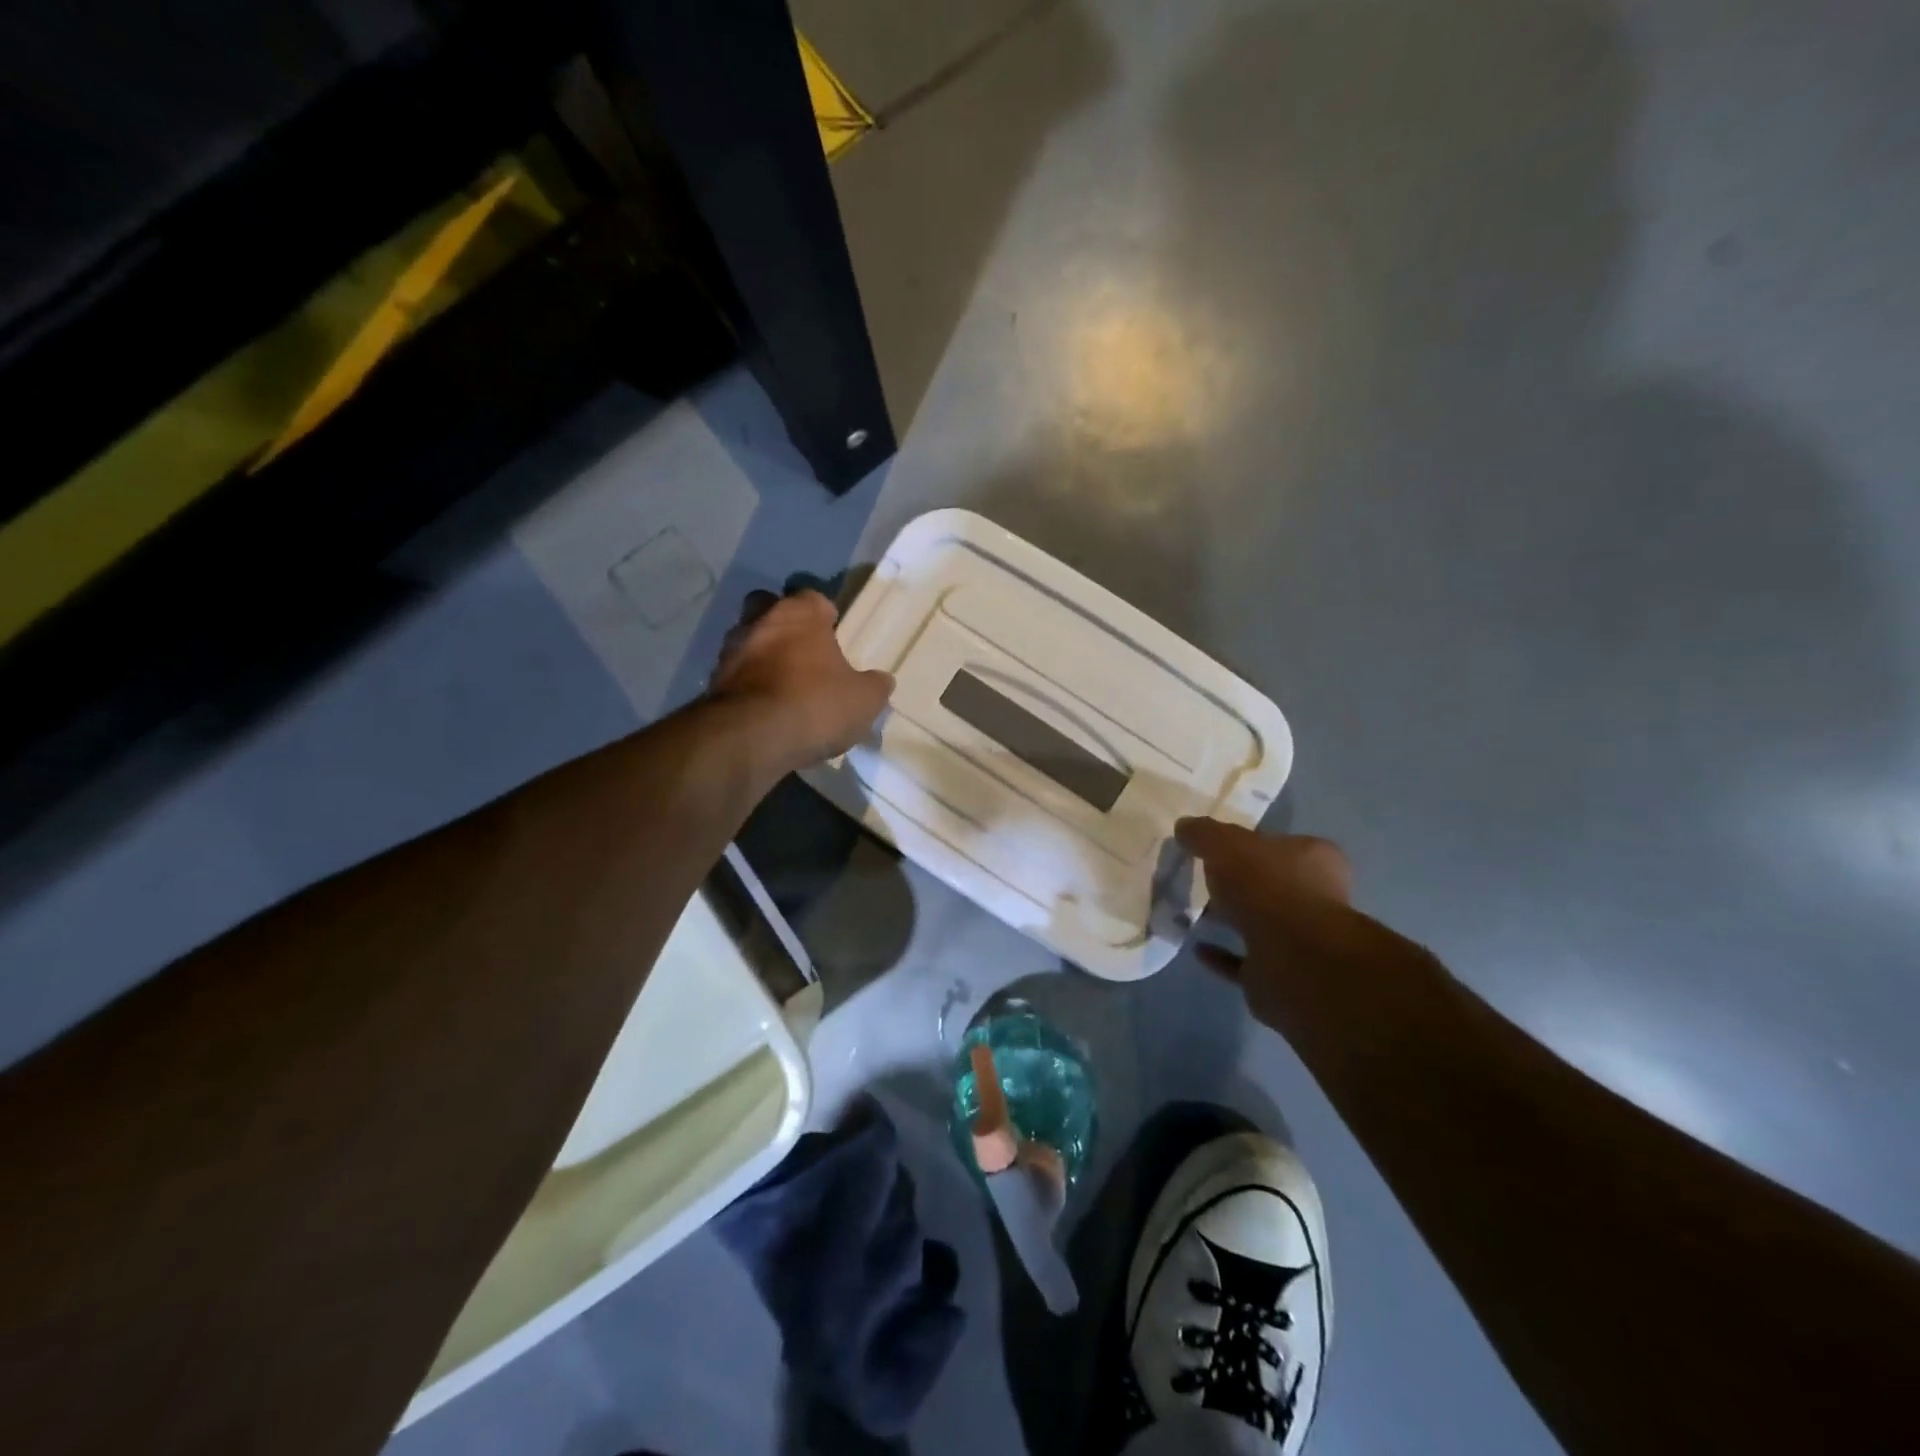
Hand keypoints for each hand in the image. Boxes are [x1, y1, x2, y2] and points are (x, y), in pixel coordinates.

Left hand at [709, 590, 894, 771]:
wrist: (751, 740)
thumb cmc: (815, 704)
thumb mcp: (864, 700)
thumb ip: (874, 686)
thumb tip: (879, 681)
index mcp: (799, 615)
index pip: (813, 598)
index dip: (825, 614)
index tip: (835, 634)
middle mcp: (760, 623)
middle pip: (769, 609)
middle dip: (784, 625)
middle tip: (804, 652)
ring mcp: (730, 652)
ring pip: (748, 642)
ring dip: (763, 658)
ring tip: (785, 688)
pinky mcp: (711, 685)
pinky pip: (737, 678)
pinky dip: (750, 688)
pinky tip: (767, 712)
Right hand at [1176, 817, 1353, 1025]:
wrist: (1293, 958)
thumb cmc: (1267, 886)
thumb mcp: (1226, 844)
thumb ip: (1204, 833)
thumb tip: (1184, 827)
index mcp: (1314, 859)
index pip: (1280, 844)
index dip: (1249, 843)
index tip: (1216, 847)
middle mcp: (1315, 897)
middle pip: (1270, 883)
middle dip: (1237, 882)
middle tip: (1200, 878)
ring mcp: (1300, 939)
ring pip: (1259, 922)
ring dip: (1230, 918)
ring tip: (1192, 911)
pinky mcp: (1281, 972)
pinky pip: (1245, 960)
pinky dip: (1222, 954)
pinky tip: (1197, 946)